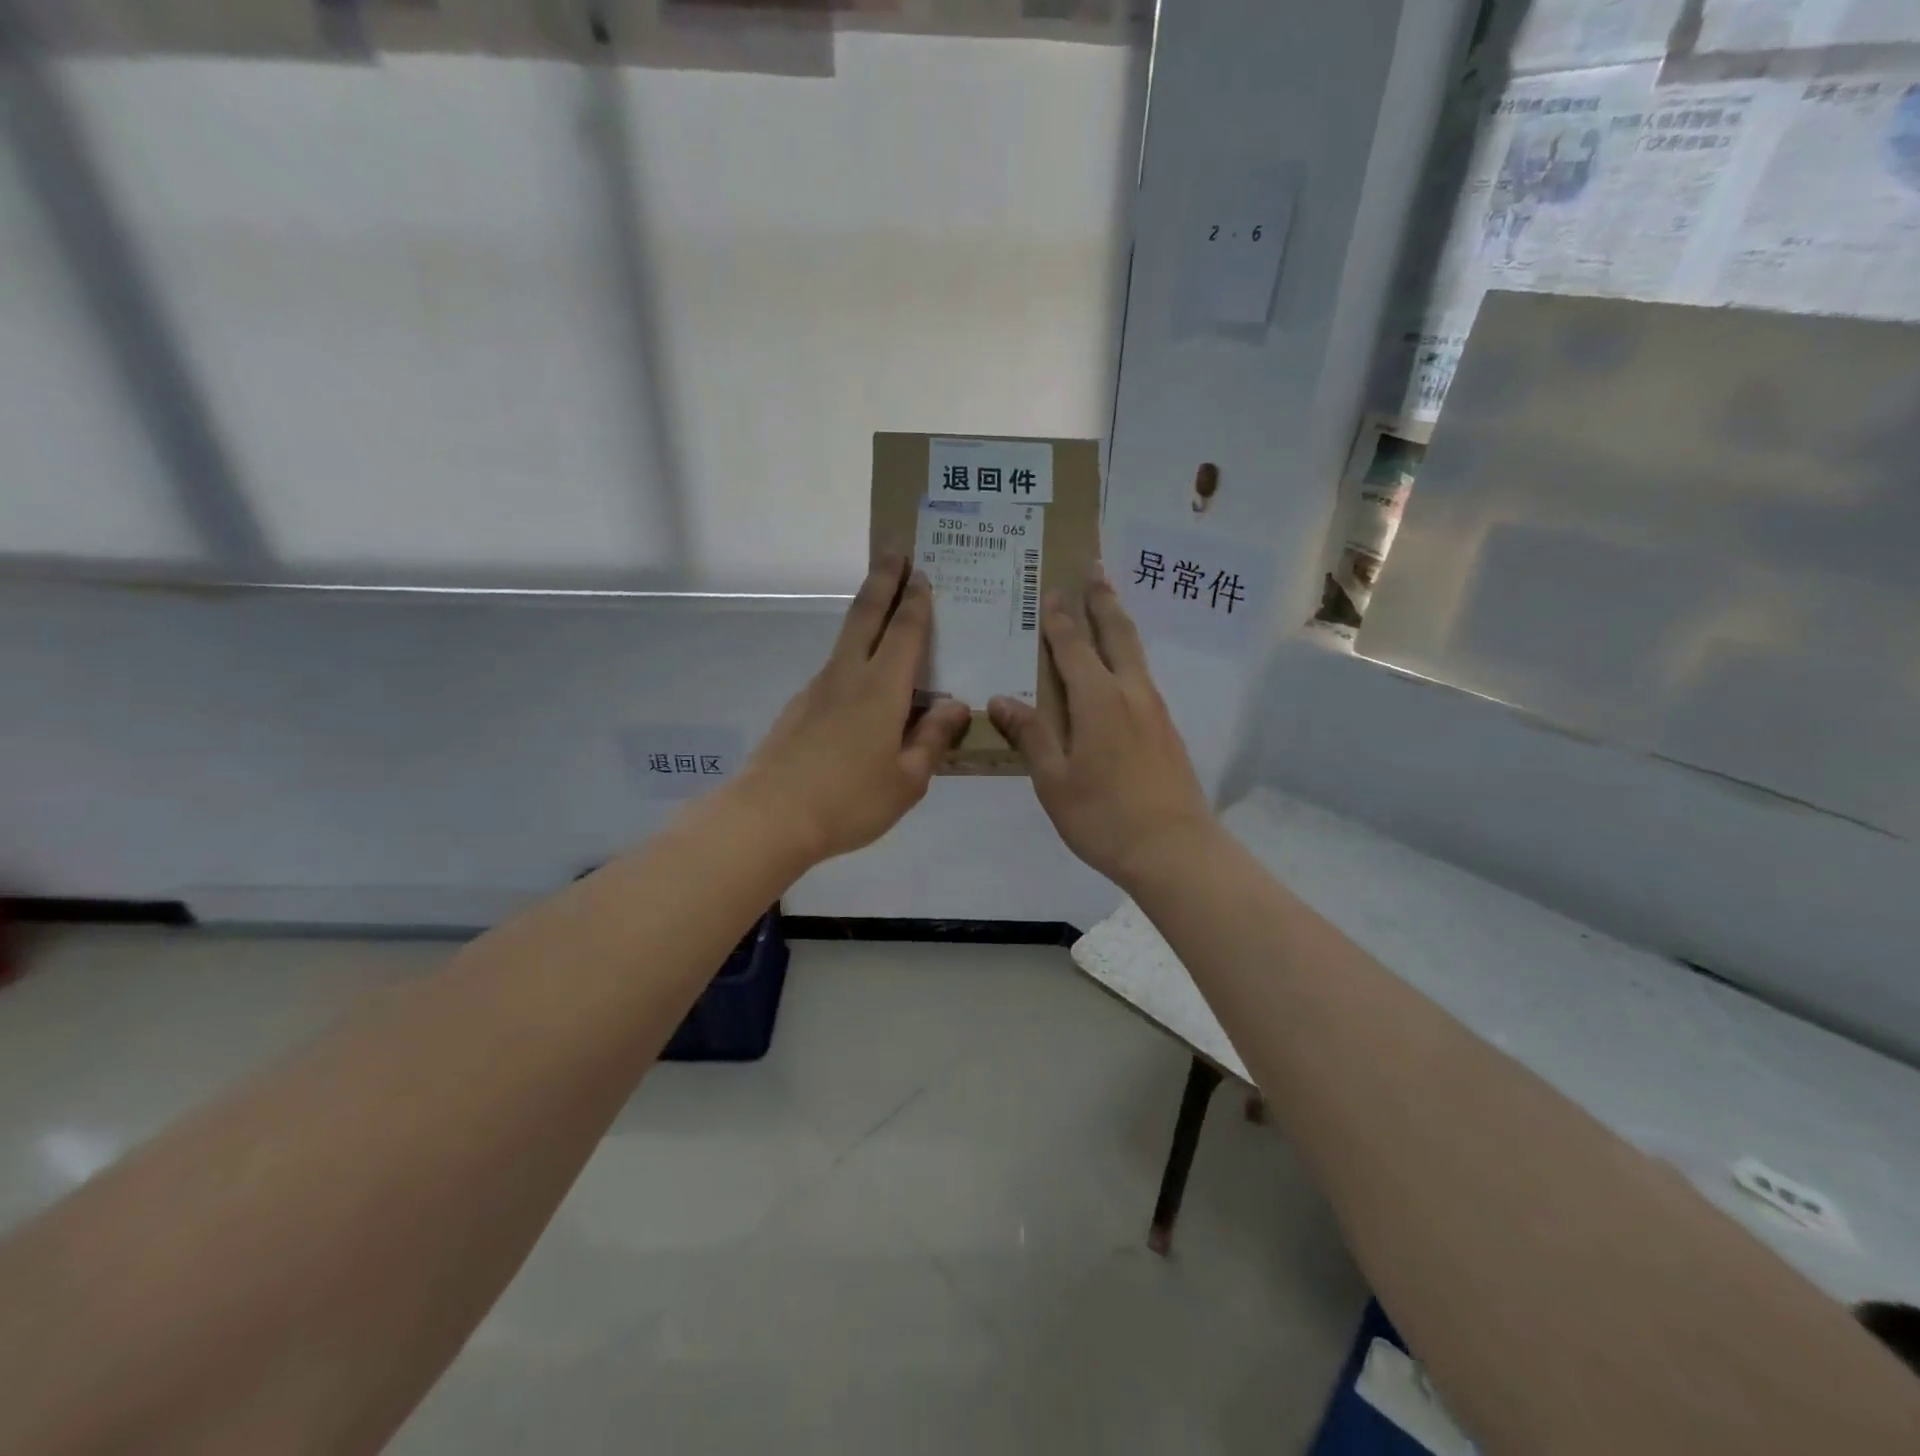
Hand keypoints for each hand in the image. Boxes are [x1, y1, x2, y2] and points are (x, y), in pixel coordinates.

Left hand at [737, 556, 971, 865]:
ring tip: (883, 609)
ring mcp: (817, 690)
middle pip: (865, 615)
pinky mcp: (799, 709)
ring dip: (865, 614)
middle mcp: (848, 677)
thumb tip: (954, 706)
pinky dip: (853, 659)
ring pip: (846, 640)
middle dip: (883, 580)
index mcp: (882, 690)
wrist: (769, 817)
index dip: (916, 601)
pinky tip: (862, 685)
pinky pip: (835, 672)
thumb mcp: (907, 780)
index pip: (905, 632)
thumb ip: (932, 739)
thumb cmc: (849, 801)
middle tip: (894, 551)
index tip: (921, 571)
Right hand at [989, 569, 1215, 888]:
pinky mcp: (1167, 731)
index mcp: (1099, 700)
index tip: (1051, 590)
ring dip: (1119, 624)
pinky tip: (1121, 671)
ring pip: (1136, 654)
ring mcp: (1155, 711)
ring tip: (1108, 606)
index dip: (1059, 619)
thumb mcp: (1054, 780)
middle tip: (1095, 569)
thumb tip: (1000, 699)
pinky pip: (1143, 678)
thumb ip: (1030, 735)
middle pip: (1117, 635)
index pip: (1074, 647)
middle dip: (1103, 601)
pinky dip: (1128, 657)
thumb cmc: (1103, 816)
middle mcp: (1131, 694)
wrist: (1174, 850)